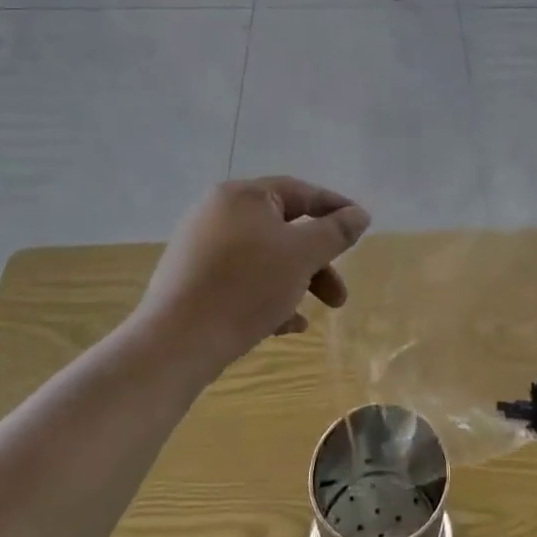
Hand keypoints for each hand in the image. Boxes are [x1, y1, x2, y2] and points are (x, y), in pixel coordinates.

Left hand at [134, 177, 370, 373]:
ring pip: (264, 259)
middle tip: (339, 295)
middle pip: (284, 230)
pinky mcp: (191, 282)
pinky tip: (286, 327)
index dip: (335, 208)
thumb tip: (359, 214)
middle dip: (317, 262)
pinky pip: (241, 281)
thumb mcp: (302, 255)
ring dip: (296, 283)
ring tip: (311, 316)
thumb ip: (335, 232)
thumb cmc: (246, 287)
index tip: (361, 226)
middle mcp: (218, 214)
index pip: (301, 192)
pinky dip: (268, 297)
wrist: (175, 344)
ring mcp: (200, 249)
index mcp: (242, 197)